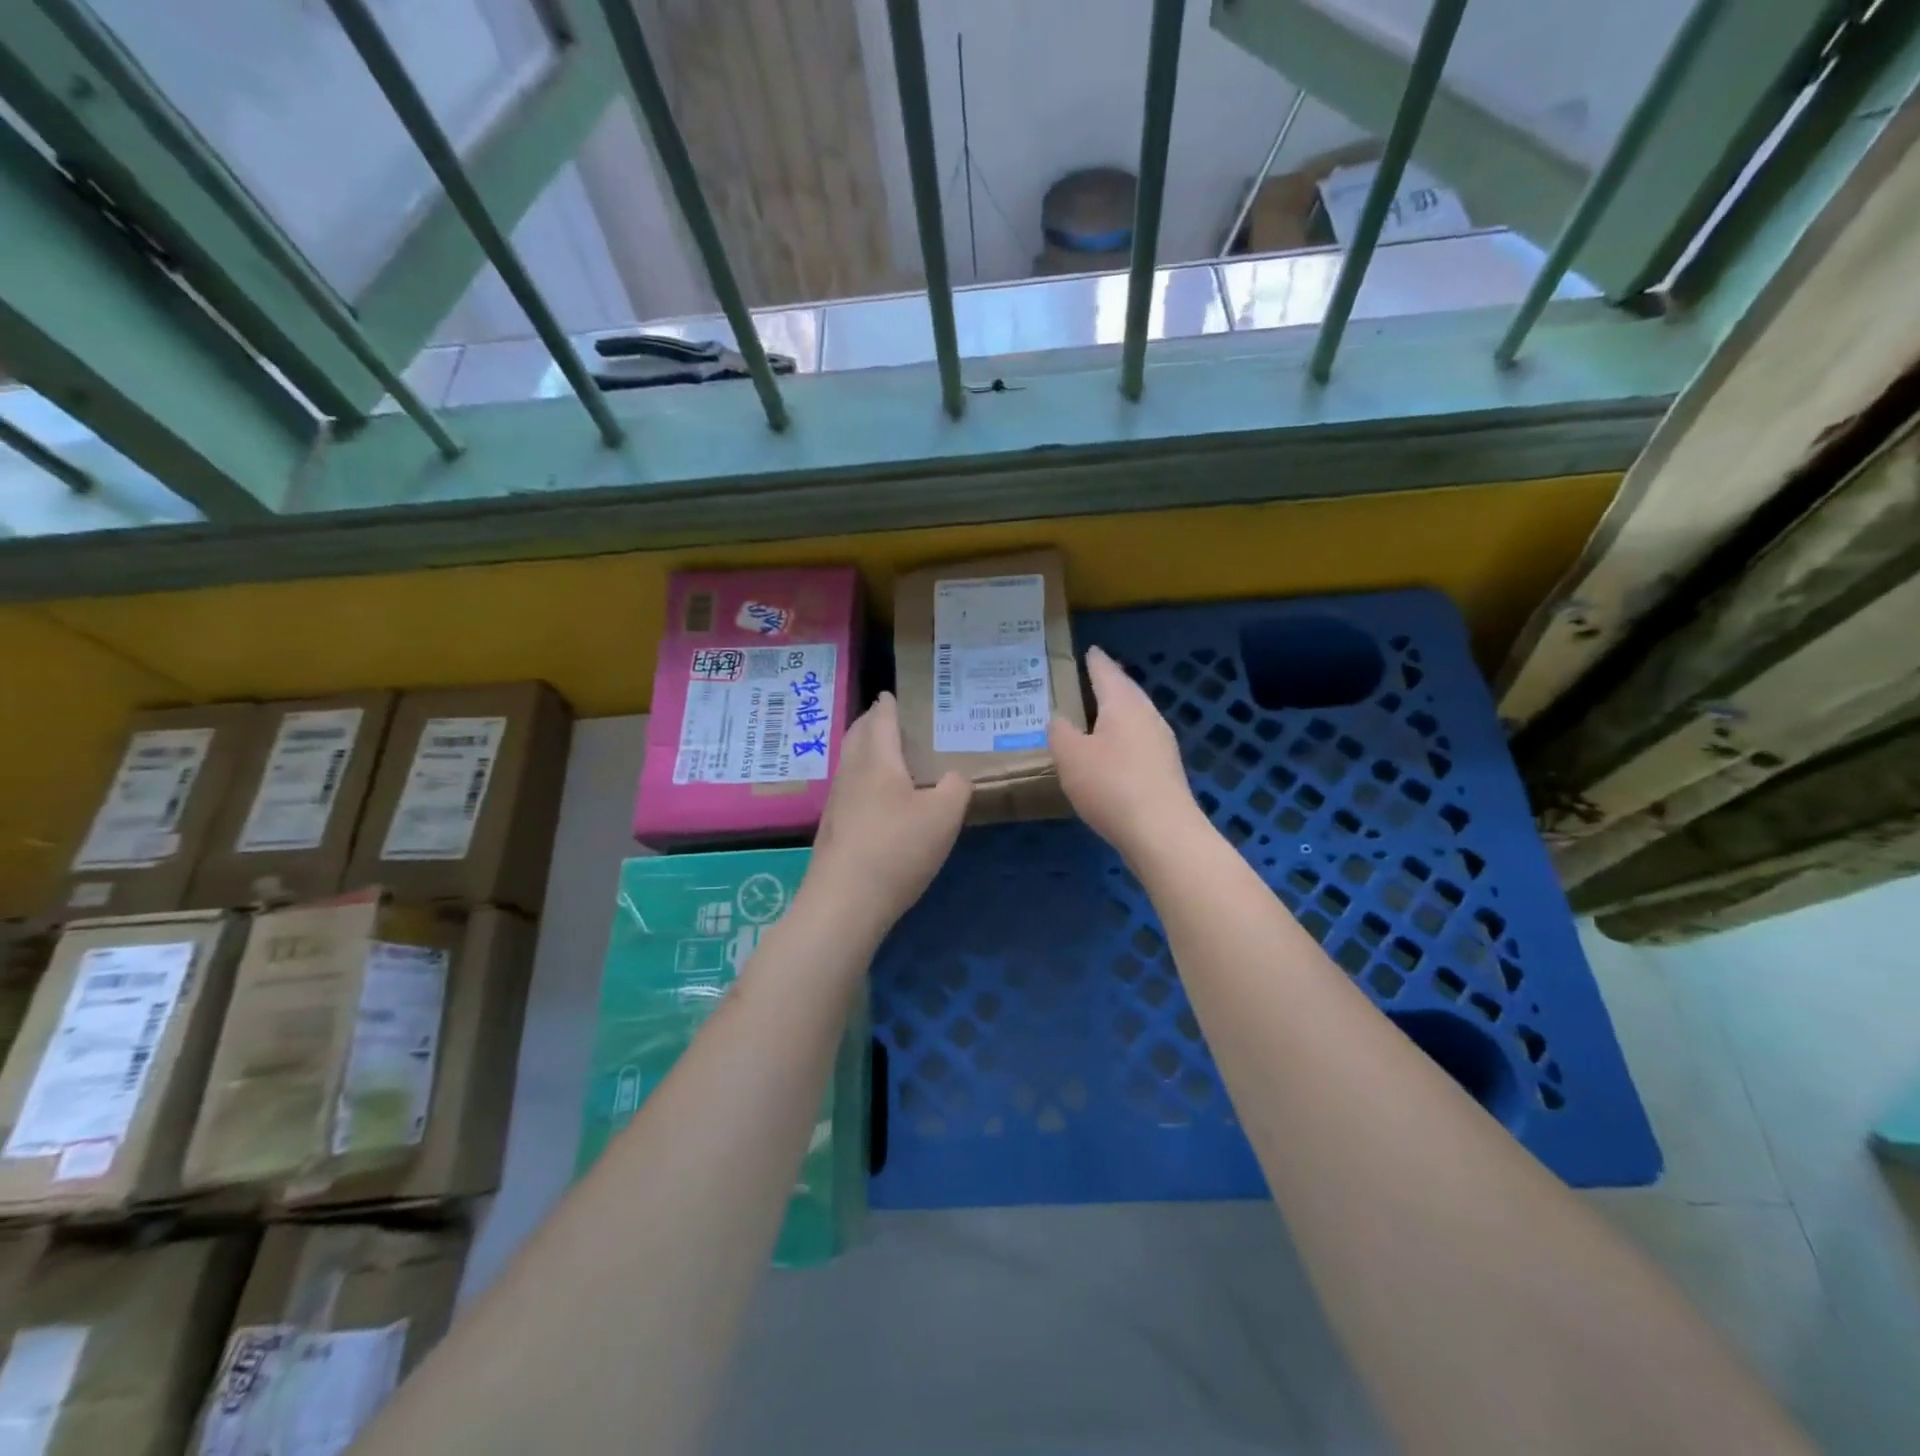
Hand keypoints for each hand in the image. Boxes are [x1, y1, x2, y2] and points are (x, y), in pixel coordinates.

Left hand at [803, 693, 970, 940]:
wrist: (845, 900)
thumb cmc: (898, 848)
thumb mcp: (944, 815)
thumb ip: (955, 788)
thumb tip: (953, 777)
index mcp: (878, 761)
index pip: (882, 721)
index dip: (888, 706)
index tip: (889, 694)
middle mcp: (851, 774)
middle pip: (857, 737)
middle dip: (869, 723)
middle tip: (884, 718)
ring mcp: (836, 803)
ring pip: (849, 764)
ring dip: (863, 751)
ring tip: (882, 754)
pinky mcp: (831, 830)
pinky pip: (847, 790)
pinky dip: (861, 780)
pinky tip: (873, 799)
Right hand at [1049, 645, 1202, 860]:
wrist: (1161, 832)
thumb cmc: (1110, 785)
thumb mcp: (1070, 756)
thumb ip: (1060, 732)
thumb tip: (1061, 719)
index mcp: (1123, 704)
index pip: (1106, 672)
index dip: (1095, 661)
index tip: (1089, 650)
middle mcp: (1147, 716)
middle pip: (1126, 692)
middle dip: (1108, 685)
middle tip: (1090, 679)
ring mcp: (1161, 743)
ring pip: (1135, 717)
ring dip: (1116, 714)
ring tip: (1096, 714)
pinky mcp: (1165, 770)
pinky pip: (1139, 741)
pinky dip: (1123, 738)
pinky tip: (1112, 752)